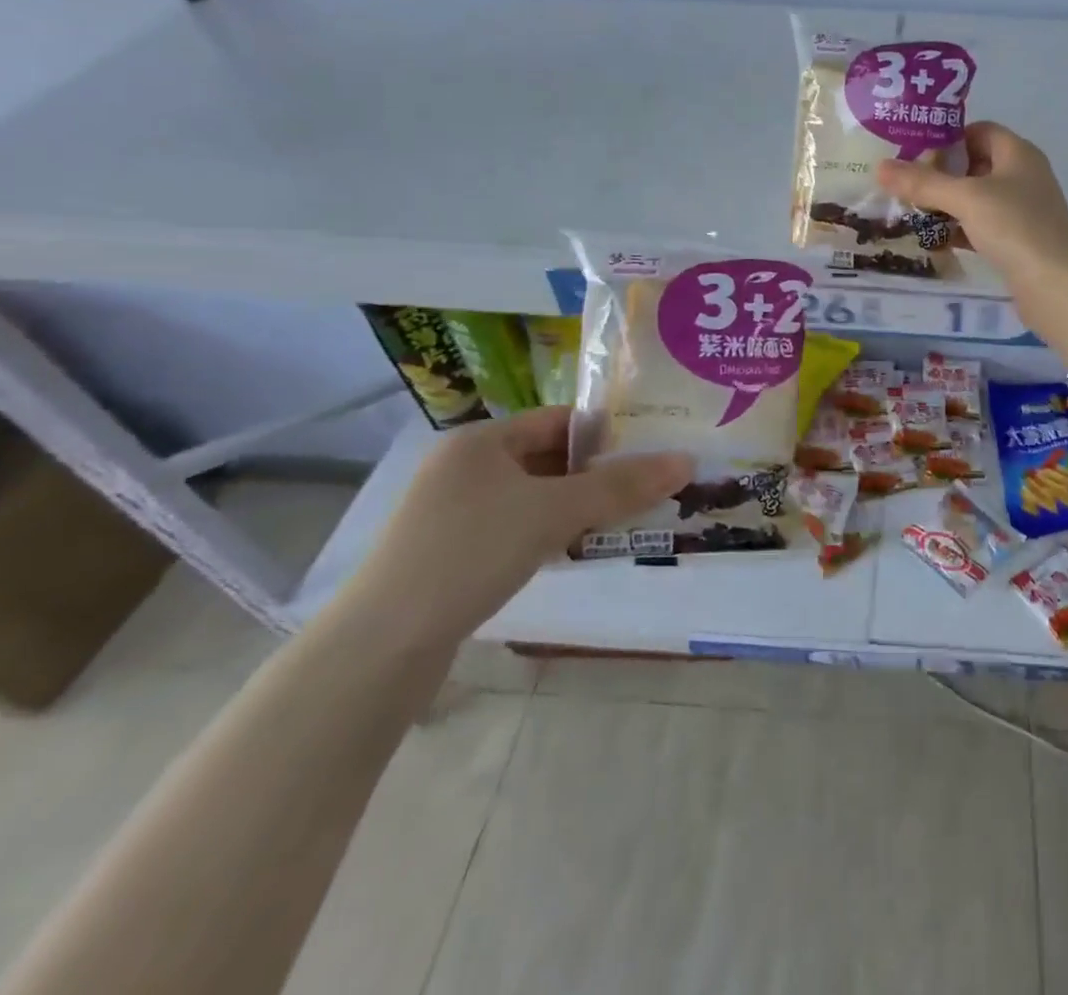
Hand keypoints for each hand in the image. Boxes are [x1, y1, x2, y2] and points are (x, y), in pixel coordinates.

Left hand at [346, 407, 692, 648]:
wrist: (380, 648)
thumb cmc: (469, 554)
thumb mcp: (553, 513)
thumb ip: (620, 486)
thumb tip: (687, 461)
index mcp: (481, 440)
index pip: (559, 420)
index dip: (607, 432)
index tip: (652, 449)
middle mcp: (466, 468)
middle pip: (550, 458)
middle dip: (599, 472)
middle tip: (649, 485)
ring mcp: (456, 512)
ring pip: (536, 496)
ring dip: (579, 505)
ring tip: (627, 517)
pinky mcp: (454, 552)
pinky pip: (518, 527)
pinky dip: (552, 532)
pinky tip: (579, 549)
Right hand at [877, 121, 1067, 299]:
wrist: (1056, 285)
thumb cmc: (1014, 227)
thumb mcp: (965, 199)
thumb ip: (923, 183)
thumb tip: (880, 167)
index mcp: (1018, 154)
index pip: (979, 131)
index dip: (948, 139)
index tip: (914, 155)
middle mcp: (1023, 177)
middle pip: (975, 165)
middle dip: (941, 176)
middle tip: (906, 187)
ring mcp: (1023, 211)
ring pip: (977, 200)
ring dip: (947, 206)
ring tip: (911, 214)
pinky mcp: (1018, 242)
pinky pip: (982, 228)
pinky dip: (960, 231)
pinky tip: (935, 242)